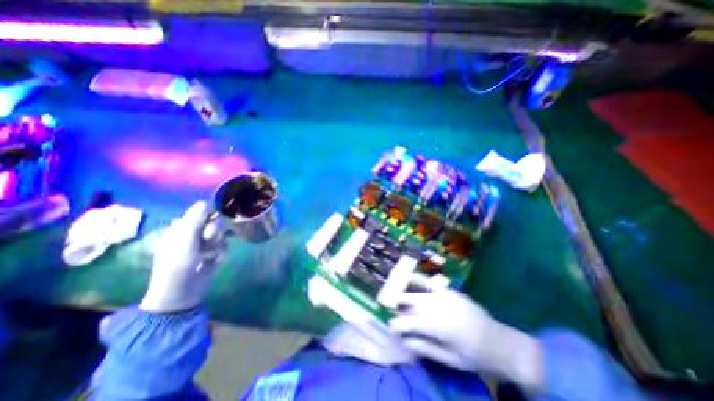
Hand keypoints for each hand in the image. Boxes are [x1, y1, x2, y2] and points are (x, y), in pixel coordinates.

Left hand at [140, 201, 225, 314]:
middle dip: (214, 233)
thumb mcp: (185, 240)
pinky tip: (214, 261)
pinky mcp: (213, 253)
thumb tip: (205, 202)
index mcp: (183, 228)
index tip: (212, 224)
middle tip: (208, 243)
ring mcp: (204, 244)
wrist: (182, 292)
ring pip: (222, 235)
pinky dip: (221, 254)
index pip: (203, 213)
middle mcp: (194, 233)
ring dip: (218, 245)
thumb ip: (195, 221)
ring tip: (210, 256)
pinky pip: (225, 246)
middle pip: (215, 223)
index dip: (211, 217)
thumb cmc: (179, 265)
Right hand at [388, 289, 543, 394]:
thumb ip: (424, 348)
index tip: (391, 327)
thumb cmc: (474, 356)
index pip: (408, 322)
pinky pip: (431, 283)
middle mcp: (438, 306)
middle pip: (410, 300)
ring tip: (398, 293)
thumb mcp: (450, 360)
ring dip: (406, 291)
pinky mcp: (451, 291)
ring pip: (418, 290)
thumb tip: (404, 340)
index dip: (396, 324)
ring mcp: (445, 295)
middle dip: (397, 303)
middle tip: (392, 309)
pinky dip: (420, 281)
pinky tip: (412, 279)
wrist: (500, 342)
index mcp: (438, 326)